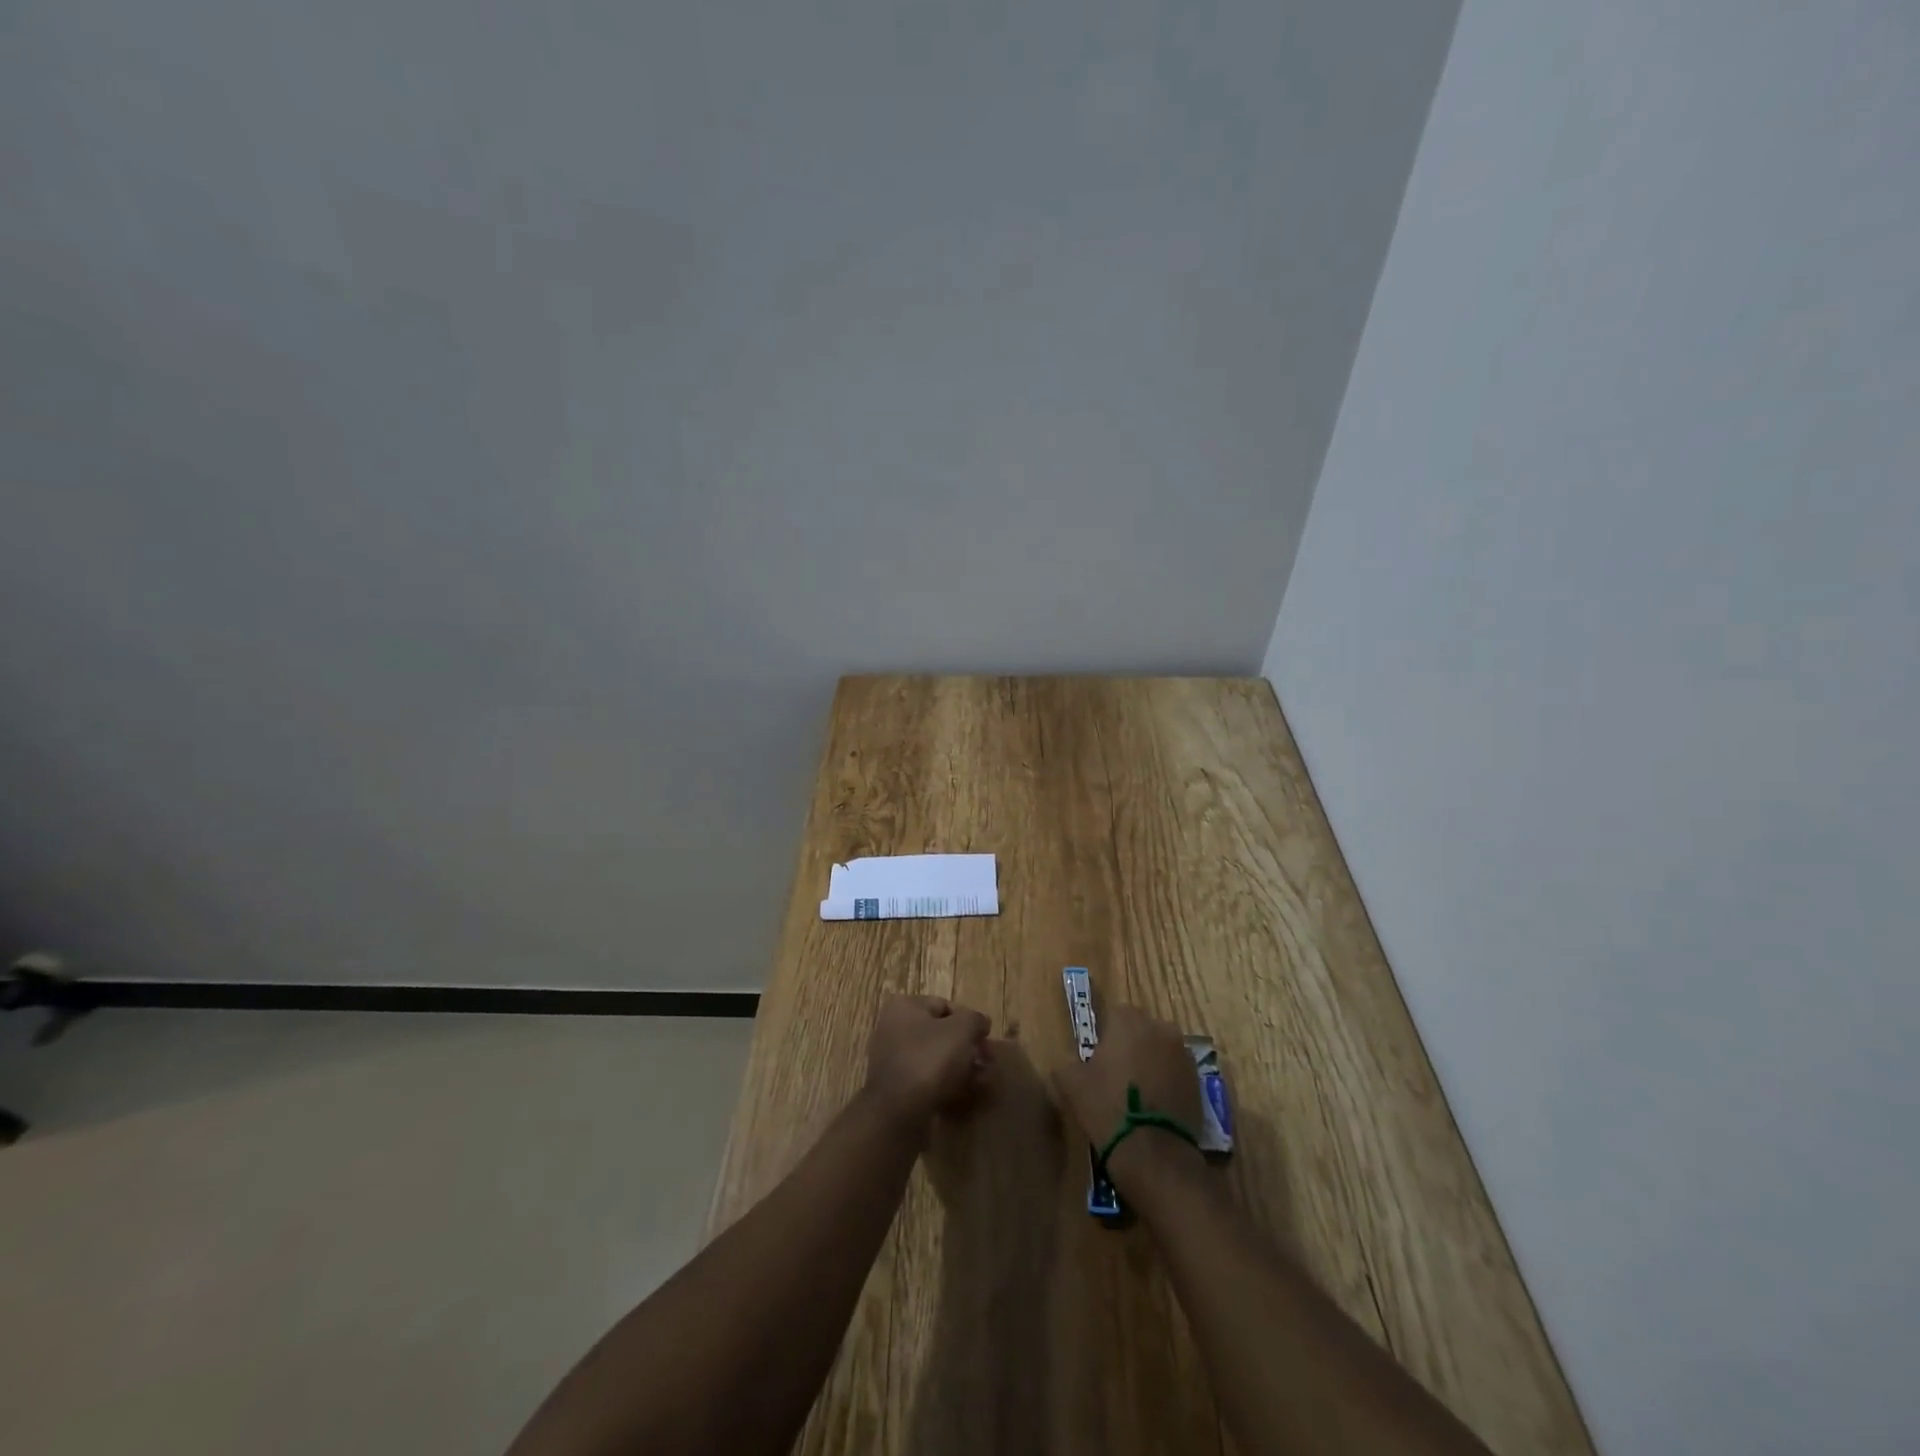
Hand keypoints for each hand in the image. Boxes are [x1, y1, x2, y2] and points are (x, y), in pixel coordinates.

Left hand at [862, 994, 992, 1131]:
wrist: (899, 1112)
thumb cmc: (930, 1059)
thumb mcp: (962, 1029)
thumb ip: (975, 1019)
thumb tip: (980, 1023)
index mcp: (904, 1007)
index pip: (944, 1005)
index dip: (970, 1020)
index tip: (986, 1038)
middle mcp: (893, 1029)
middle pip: (941, 1034)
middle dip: (968, 1047)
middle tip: (988, 1062)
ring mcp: (893, 1061)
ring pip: (936, 1059)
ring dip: (962, 1067)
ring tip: (983, 1080)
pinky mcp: (897, 1089)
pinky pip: (928, 1080)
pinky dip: (948, 1084)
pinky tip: (967, 1094)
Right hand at [1052, 1003, 1204, 1197]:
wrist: (1154, 1154)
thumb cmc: (1107, 1108)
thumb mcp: (1071, 1083)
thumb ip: (1068, 1061)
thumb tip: (1070, 1059)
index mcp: (1127, 1019)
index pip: (1113, 1015)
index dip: (1104, 1037)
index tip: (1098, 1060)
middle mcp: (1160, 1027)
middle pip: (1140, 1029)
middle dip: (1130, 1045)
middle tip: (1116, 1076)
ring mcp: (1183, 1053)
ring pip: (1161, 1049)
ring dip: (1151, 1062)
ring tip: (1139, 1093)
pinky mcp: (1199, 1079)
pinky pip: (1176, 1071)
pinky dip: (1168, 1081)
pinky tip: (1156, 1105)